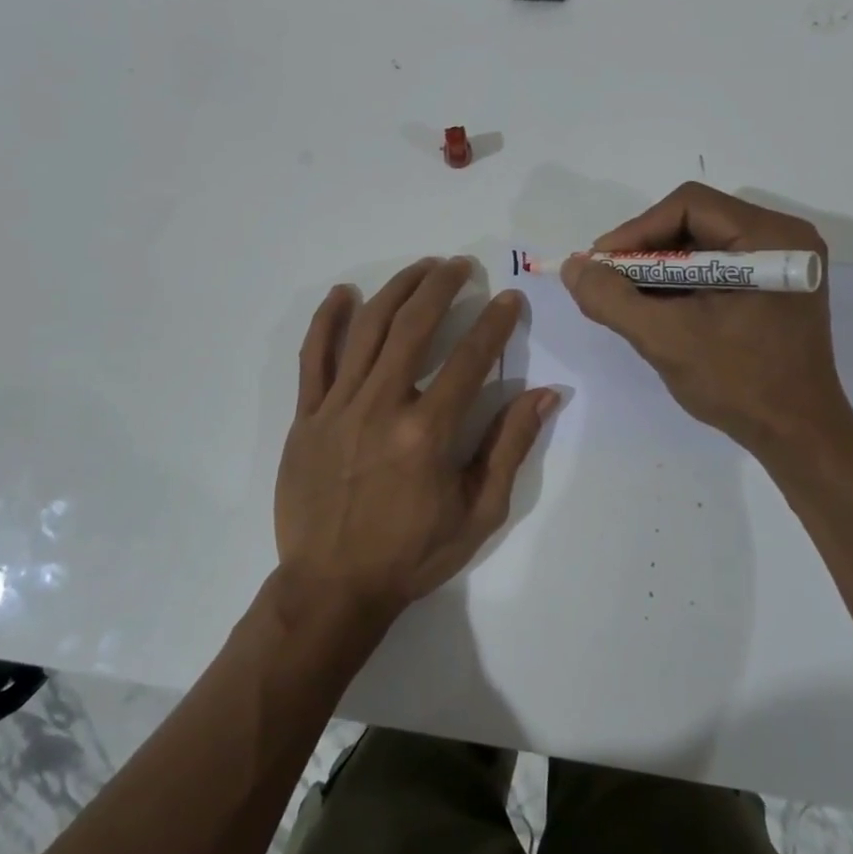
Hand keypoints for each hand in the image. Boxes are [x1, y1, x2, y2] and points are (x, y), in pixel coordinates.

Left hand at [276, 257, 559, 622]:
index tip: (508, 298)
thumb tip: (546, 394)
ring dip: (396, 290)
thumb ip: (510, 448)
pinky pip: (314, 357)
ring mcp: (337, 407)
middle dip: (441, 287)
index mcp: (427, 433)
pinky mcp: (306, 415)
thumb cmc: (412, 554)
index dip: (494, 322)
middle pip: (413, 326)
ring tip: (420, 268)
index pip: (470, 359)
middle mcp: (381, 406)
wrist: (332, 587)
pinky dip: (328, 320)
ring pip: (367, 330)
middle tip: (460, 266)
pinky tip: (343, 294)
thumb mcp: (478, 513)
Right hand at [561, 183, 852, 455]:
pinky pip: (715, 268)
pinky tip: (655, 308)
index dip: (636, 230)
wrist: (797, 436)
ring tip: (625, 297)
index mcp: (770, 238)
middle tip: (607, 280)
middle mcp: (782, 238)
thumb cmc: (739, 384)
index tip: (600, 265)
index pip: (689, 206)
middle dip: (644, 251)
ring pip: (701, 245)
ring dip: (658, 268)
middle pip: (695, 221)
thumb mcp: (665, 339)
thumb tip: (573, 267)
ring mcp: (780, 264)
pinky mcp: (772, 288)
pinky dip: (680, 284)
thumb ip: (612, 299)